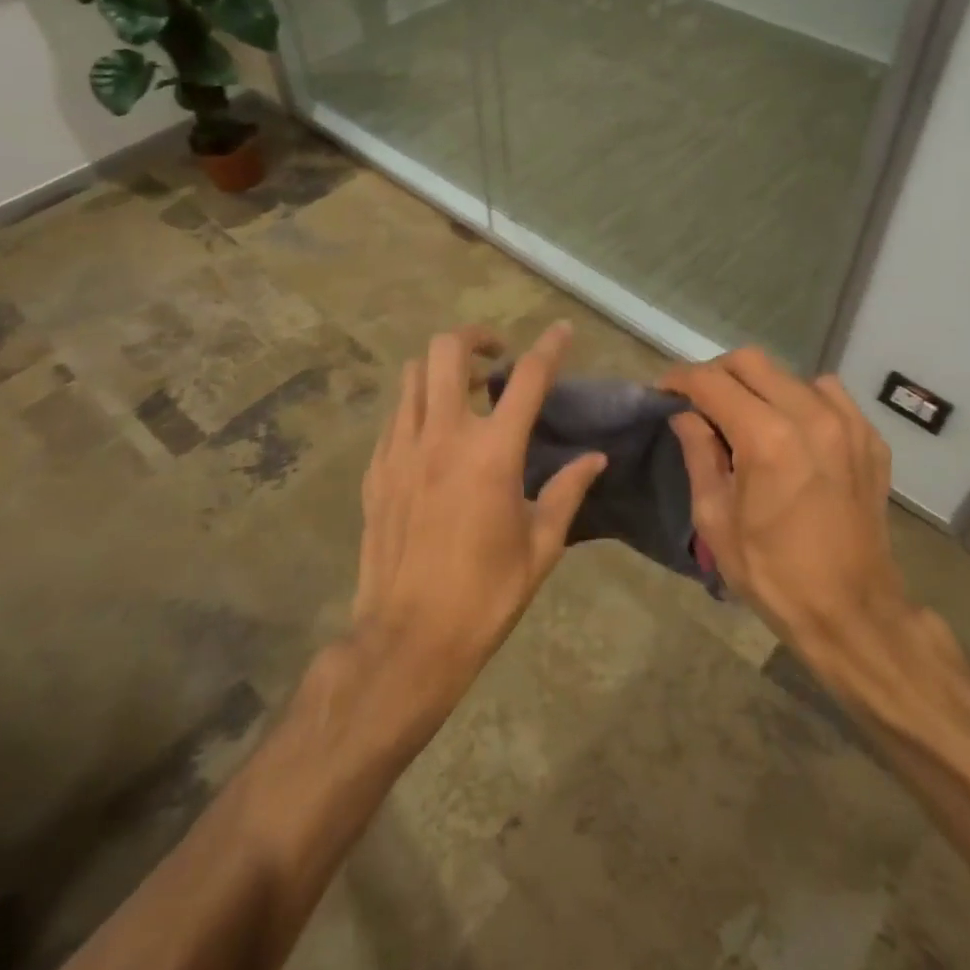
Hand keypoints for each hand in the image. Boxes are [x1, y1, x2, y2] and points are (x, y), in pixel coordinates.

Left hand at [354, 322, 604, 705]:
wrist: (408, 639)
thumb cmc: (485, 595)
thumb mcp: (541, 546)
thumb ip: (567, 492)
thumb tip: (594, 458)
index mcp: (492, 453)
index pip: (528, 379)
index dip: (549, 347)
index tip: (561, 330)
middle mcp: (442, 436)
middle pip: (448, 351)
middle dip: (476, 338)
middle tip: (497, 358)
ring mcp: (400, 449)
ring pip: (414, 375)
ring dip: (443, 369)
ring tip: (465, 392)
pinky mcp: (375, 469)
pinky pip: (396, 415)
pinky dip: (419, 406)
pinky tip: (434, 436)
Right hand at [662, 348, 905, 658]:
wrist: (852, 611)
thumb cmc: (772, 573)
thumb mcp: (715, 519)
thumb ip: (699, 454)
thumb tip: (685, 415)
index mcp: (765, 437)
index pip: (711, 382)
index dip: (679, 380)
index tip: (663, 392)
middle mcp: (810, 416)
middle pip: (750, 362)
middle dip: (716, 374)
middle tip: (700, 402)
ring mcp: (847, 424)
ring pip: (791, 375)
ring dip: (760, 386)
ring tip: (747, 417)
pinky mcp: (870, 439)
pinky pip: (829, 396)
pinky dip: (801, 401)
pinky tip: (793, 432)